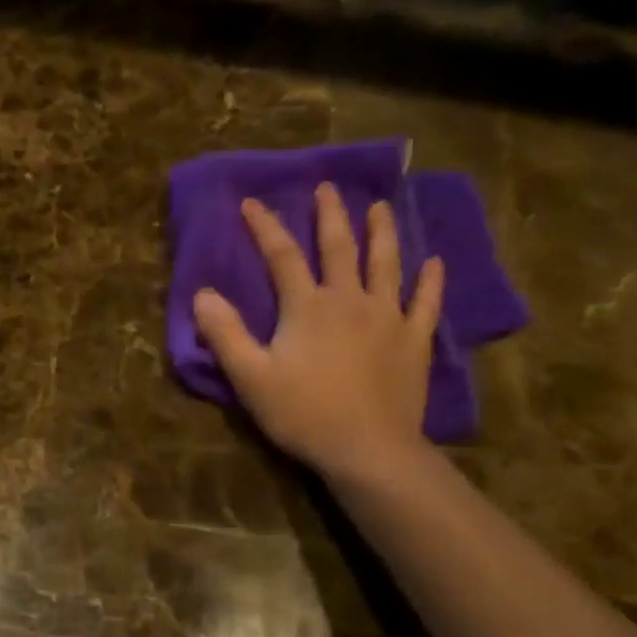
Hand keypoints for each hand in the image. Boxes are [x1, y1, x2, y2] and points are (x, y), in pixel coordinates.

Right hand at [193, 188, 443, 484]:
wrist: (367, 449)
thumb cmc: (302, 414)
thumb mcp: (250, 377)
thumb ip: (225, 334)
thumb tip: (202, 294)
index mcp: (307, 307)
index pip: (282, 256)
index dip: (265, 227)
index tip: (252, 202)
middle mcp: (350, 300)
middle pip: (339, 248)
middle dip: (330, 215)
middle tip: (327, 188)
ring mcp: (388, 318)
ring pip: (386, 264)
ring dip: (382, 233)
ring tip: (380, 207)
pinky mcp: (414, 341)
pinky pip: (426, 303)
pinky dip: (430, 281)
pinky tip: (434, 263)